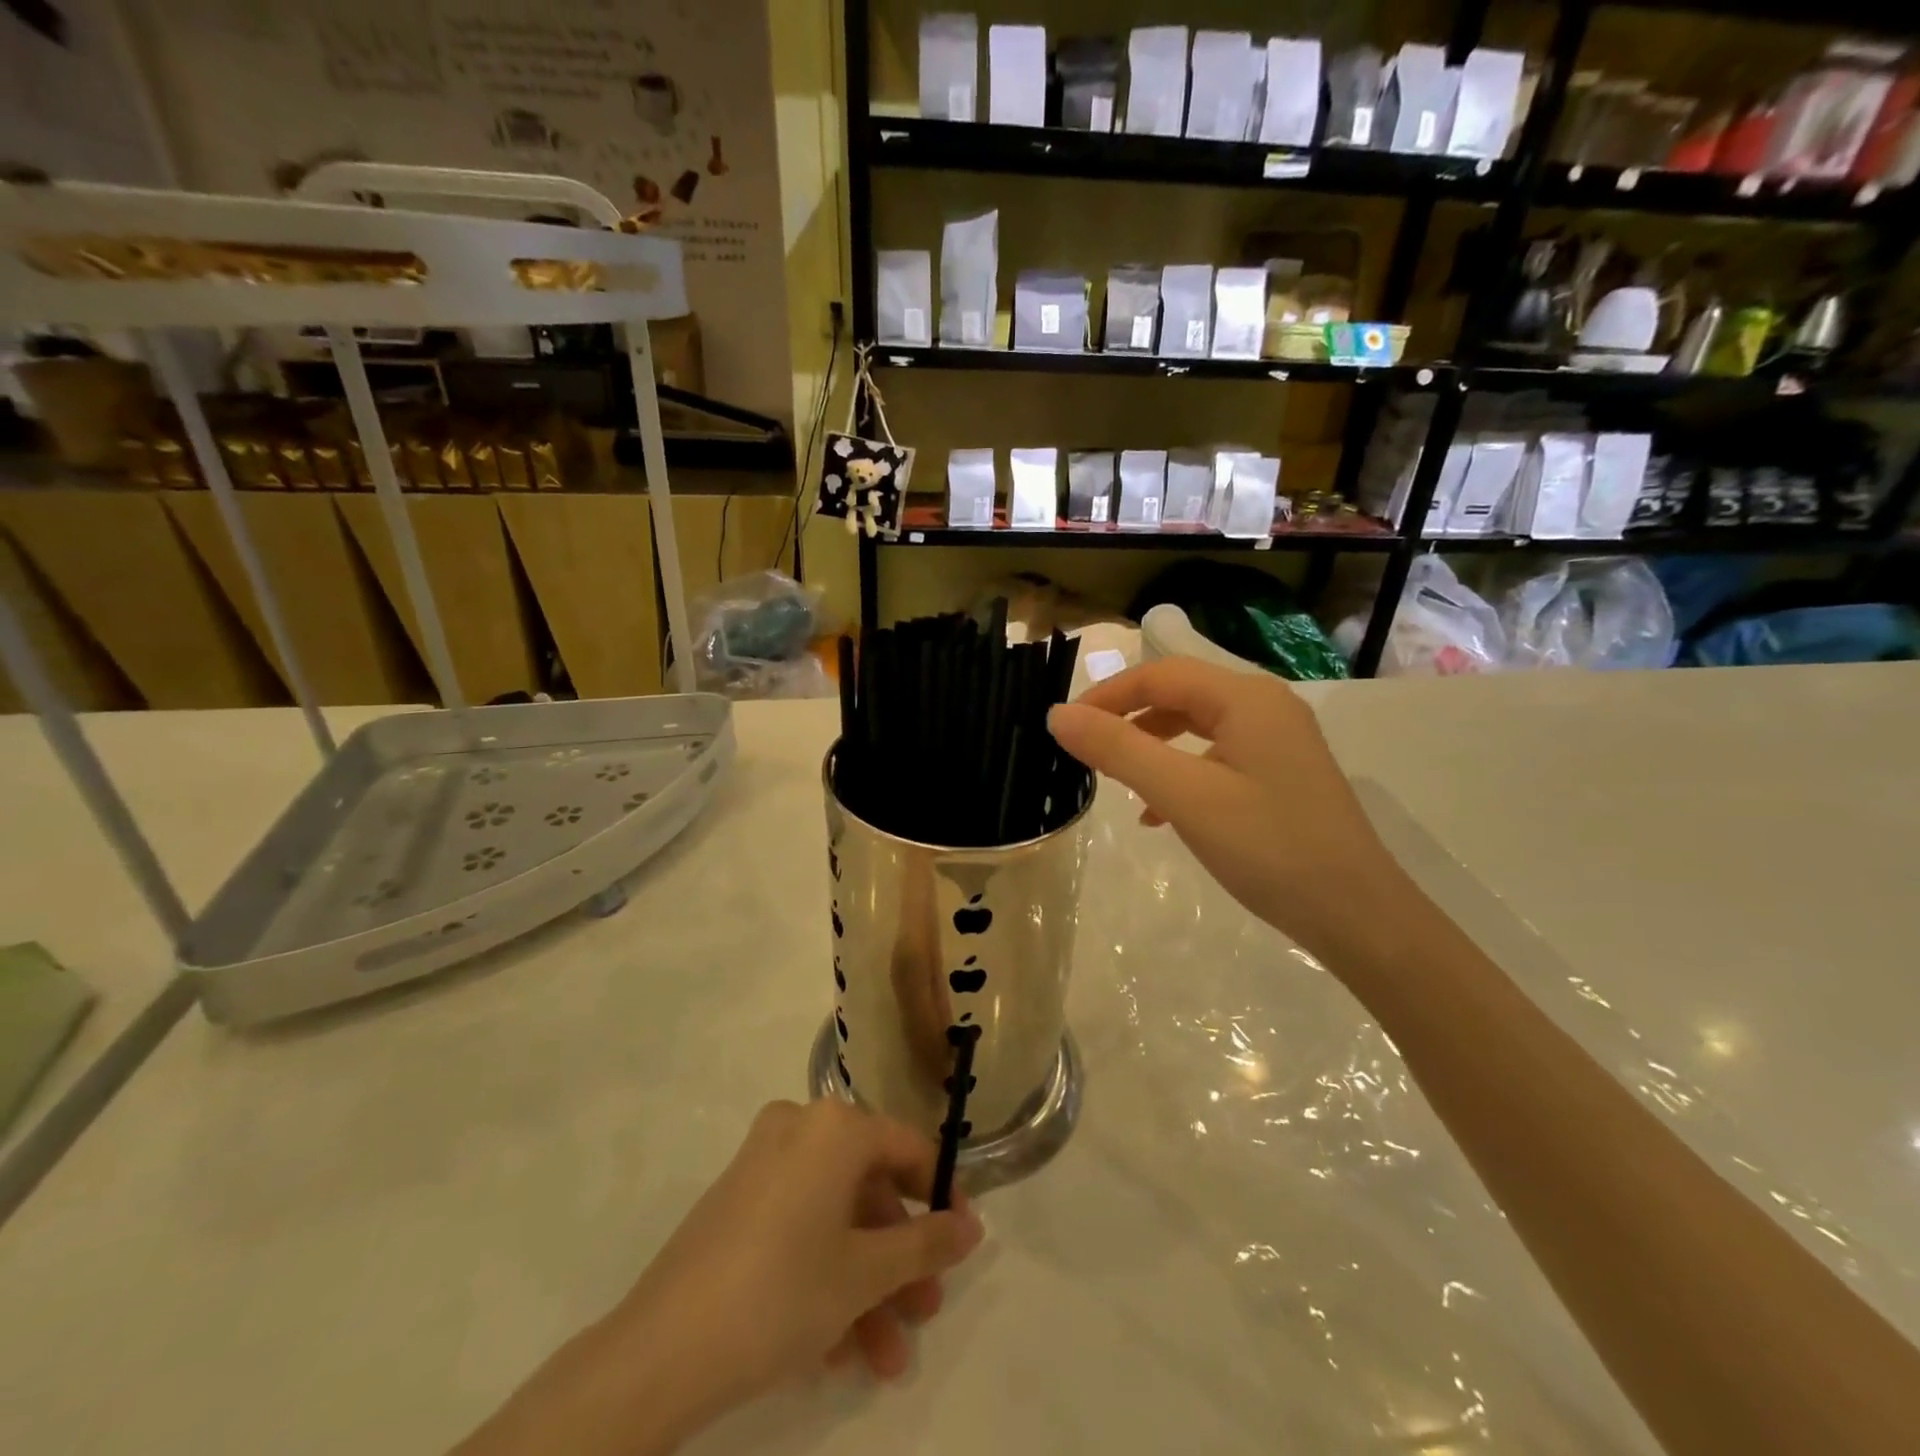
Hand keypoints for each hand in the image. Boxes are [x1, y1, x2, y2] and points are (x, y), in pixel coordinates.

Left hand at [455, 1100, 983, 1455]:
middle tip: (924, 1313)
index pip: (908, 1147)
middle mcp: (800, 1128)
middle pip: (869, 1189)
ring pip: (835, 1217)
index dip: (941, 1196)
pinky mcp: (737, 1202)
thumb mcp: (866, 1273)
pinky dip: (824, 1278)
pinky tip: (837, 1353)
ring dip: (866, 1285)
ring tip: (886, 1359)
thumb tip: (971, 1225)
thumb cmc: (782, 1292)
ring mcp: (764, 1164)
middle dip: (900, 1259)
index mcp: (834, 1126)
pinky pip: (799, 1228)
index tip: (961, 1245)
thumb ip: (926, 1243)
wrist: (662, 1350)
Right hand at [1047, 658, 1415, 962]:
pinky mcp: (1281, 775)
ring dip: (1151, 746)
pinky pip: (1216, 757)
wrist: (1357, 916)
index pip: (1160, 675)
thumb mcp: (1184, 795)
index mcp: (1246, 698)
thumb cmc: (1267, 847)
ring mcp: (1278, 742)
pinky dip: (1180, 772)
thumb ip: (1118, 750)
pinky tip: (1158, 813)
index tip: (1064, 727)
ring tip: (1116, 779)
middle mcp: (1266, 707)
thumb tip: (1057, 716)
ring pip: (1197, 727)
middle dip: (1127, 718)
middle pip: (1179, 694)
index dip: (1106, 695)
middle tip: (1085, 750)